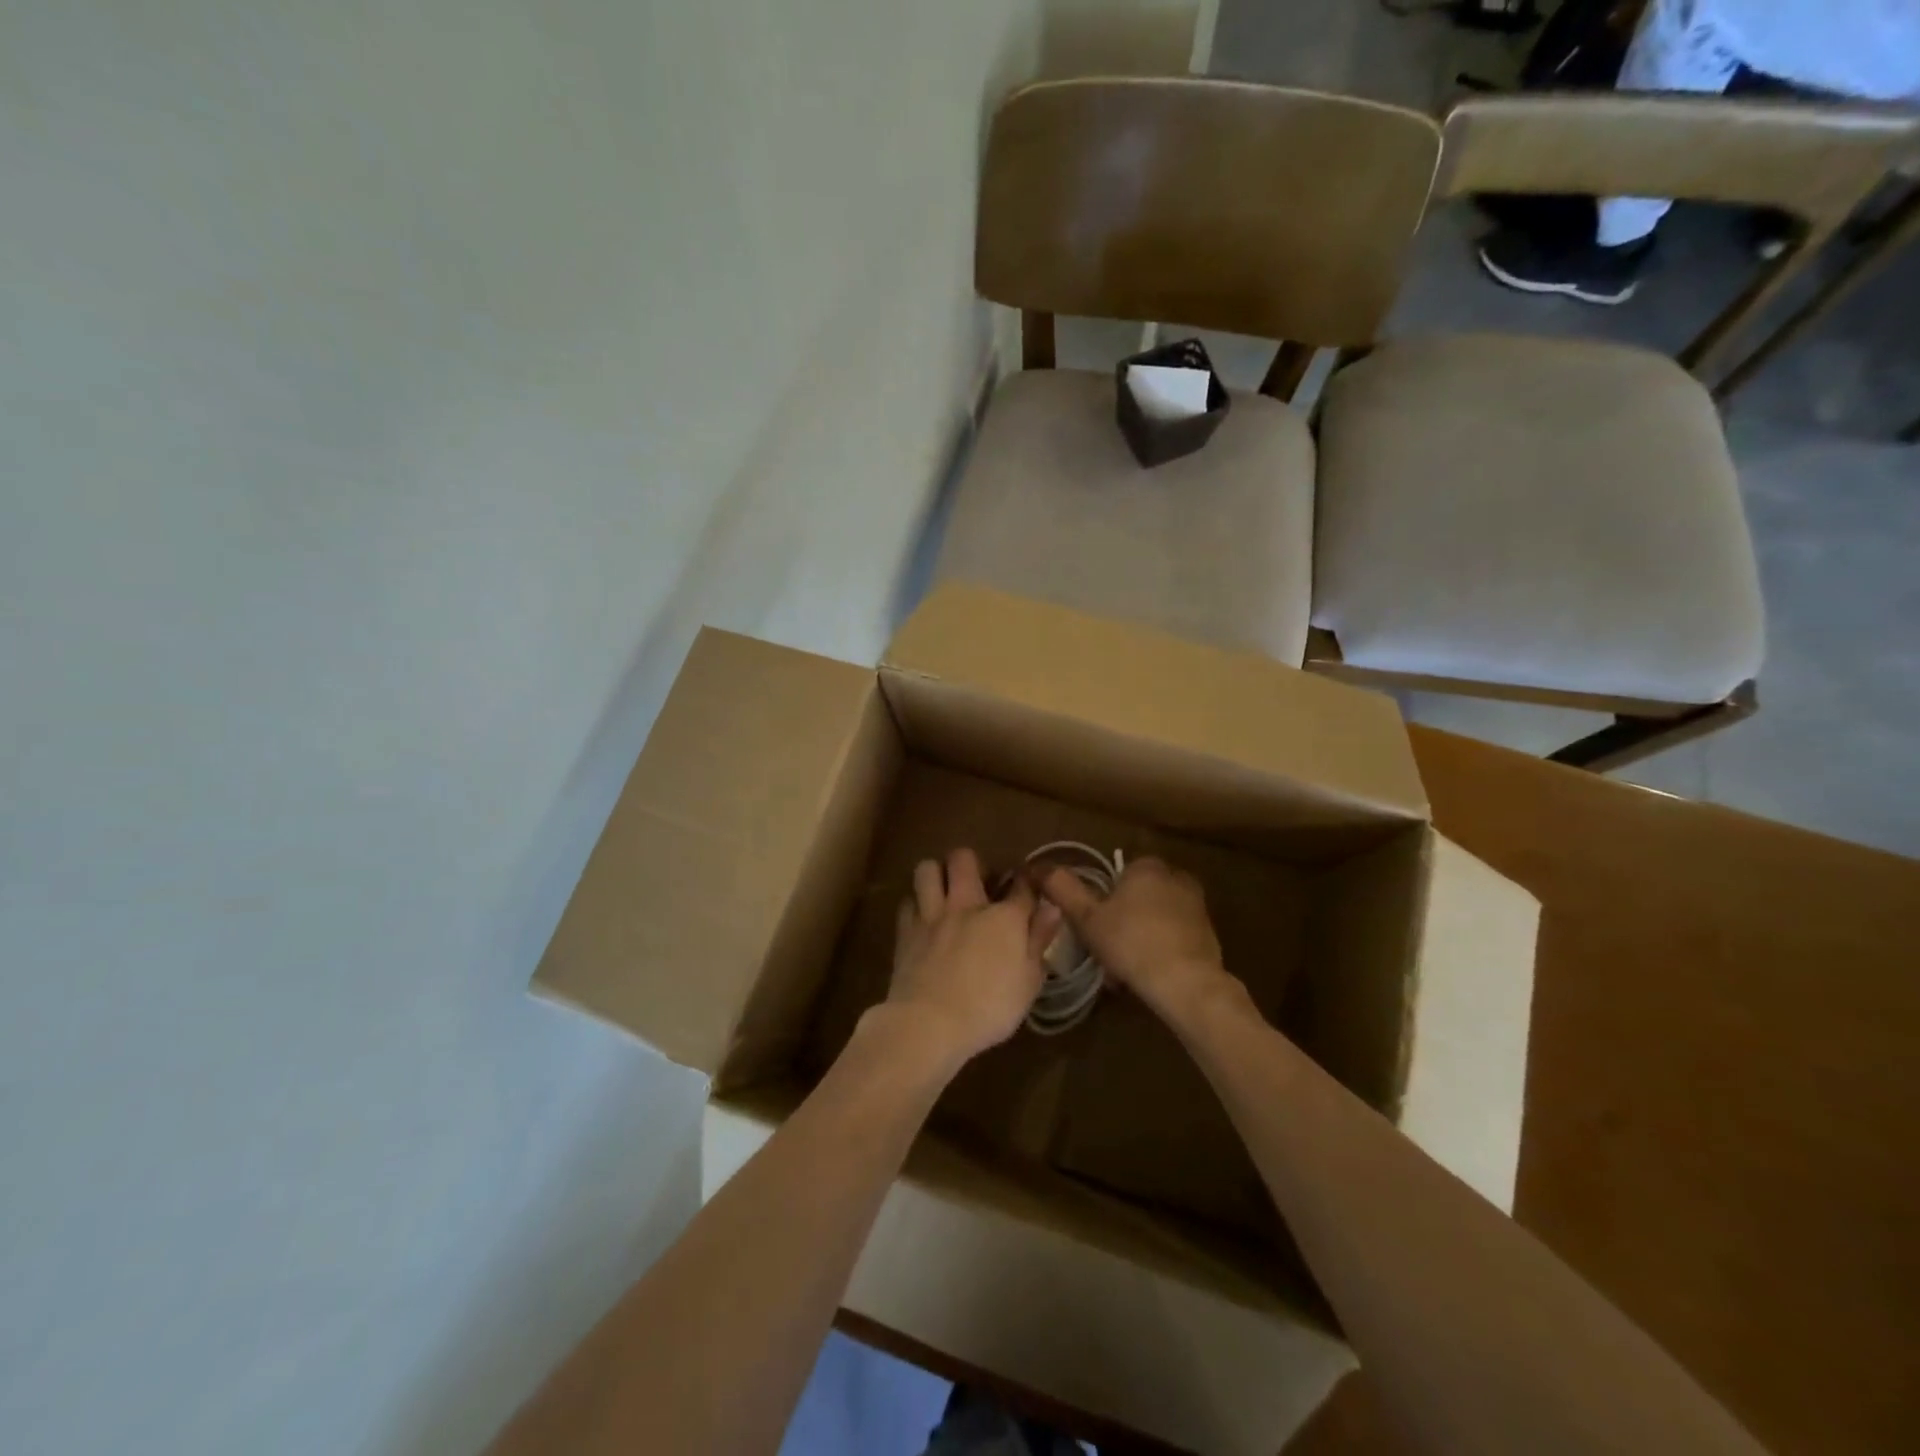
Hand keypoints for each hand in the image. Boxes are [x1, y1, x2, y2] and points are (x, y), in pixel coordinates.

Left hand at [885, 848, 1060, 1063]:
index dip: (1028, 881)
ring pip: (927, 869)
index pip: (1022, 885)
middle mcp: (967, 905)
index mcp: (1004, 918)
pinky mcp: (905, 931)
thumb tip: (1051, 909)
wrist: (930, 1023)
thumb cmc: (989, 1009)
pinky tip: (921, 919)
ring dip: (935, 874)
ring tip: (943, 891)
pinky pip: (907, 902)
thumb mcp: (1029, 982)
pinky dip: (914, 906)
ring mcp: (932, 915)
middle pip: (963, 858)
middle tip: (976, 882)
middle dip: (971, 862)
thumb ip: (1039, 941)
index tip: (1029, 885)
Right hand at [1036, 856, 1236, 1023]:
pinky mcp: (1209, 934)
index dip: (1104, 899)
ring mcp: (1197, 906)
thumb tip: (1039, 867)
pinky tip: (1148, 974)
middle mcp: (1176, 878)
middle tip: (1106, 948)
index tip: (1094, 925)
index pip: (1119, 873)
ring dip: (1141, 935)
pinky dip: (1161, 949)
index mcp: (1147, 866)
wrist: (1187, 984)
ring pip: (1156, 917)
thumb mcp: (1087, 918)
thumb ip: (1063, 889)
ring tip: (1124, 968)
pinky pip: (1174, 936)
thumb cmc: (1131, 943)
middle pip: (1139, 895)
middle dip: (1123, 918)